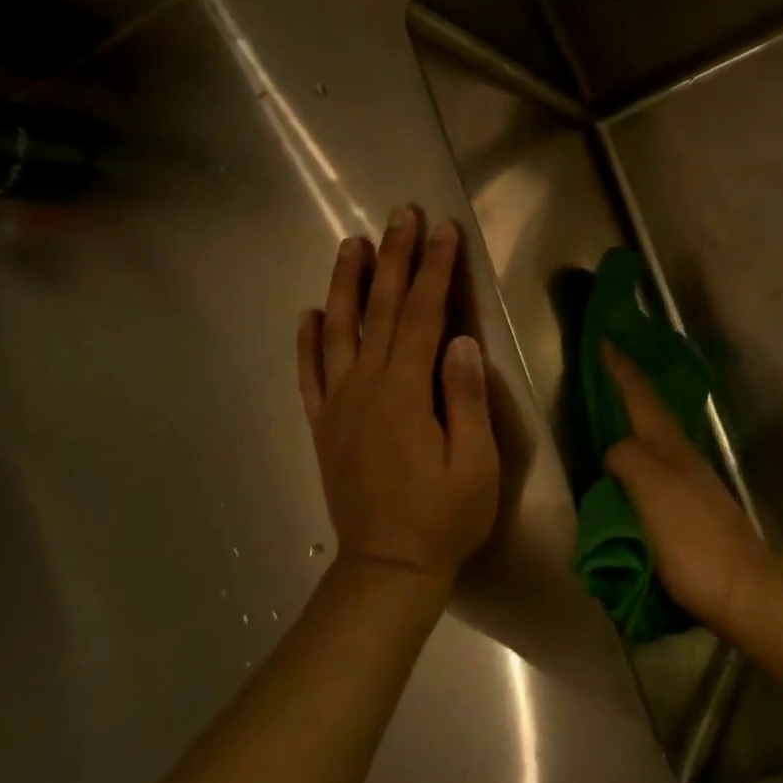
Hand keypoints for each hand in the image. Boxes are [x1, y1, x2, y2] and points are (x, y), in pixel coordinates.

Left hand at [298, 208, 498, 583]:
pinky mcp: (323, 425)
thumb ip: (467, 399)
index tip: (443, 231)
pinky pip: (309, 374)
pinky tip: (307, 314)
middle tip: (400, 214)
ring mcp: (337, 405)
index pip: (421, 315)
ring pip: (337, 331)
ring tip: (352, 243)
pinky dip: (306, 341)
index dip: (434, 270)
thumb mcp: (476, 462)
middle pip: (379, 310)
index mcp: (405, 393)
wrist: (388, 567)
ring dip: (345, 283)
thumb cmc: (445, 516)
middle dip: (394, 258)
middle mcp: (365, 388)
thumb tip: (463, 341)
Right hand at [600, 345, 779, 632]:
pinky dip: (641, 458)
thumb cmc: (691, 539)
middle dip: (631, 390)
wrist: (742, 588)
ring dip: (636, 422)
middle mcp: (683, 457)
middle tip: (606, 374)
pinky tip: (633, 472)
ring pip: (657, 440)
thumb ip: (628, 460)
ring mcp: (692, 483)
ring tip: (613, 418)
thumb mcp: (652, 492)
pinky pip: (658, 470)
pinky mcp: (694, 509)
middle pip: (652, 414)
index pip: (641, 399)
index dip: (623, 371)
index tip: (606, 343)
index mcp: (670, 448)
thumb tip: (615, 452)